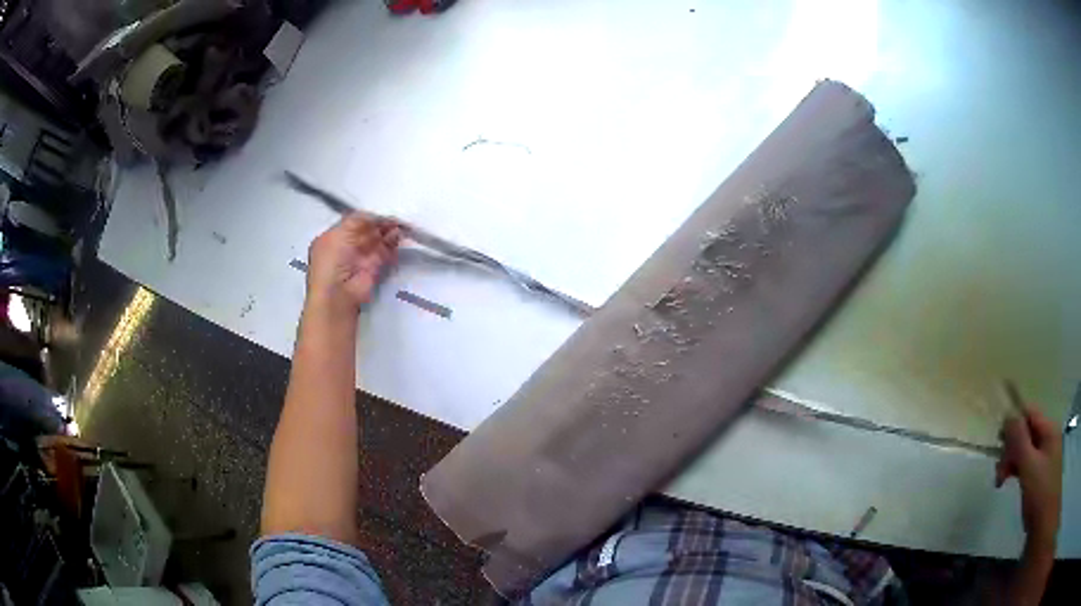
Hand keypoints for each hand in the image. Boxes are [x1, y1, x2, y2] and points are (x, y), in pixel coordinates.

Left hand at [306, 213, 400, 316]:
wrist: (338, 295)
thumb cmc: (331, 261)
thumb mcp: (338, 233)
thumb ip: (358, 219)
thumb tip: (376, 215)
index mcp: (333, 238)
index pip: (352, 222)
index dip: (366, 215)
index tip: (381, 208)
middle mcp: (346, 247)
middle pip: (367, 229)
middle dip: (379, 222)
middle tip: (394, 216)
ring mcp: (361, 258)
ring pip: (377, 239)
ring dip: (388, 231)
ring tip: (399, 224)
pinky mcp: (374, 268)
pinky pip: (385, 252)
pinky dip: (393, 244)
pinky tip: (399, 236)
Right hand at [996, 406, 1062, 546]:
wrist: (1044, 520)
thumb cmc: (1040, 491)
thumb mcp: (1030, 465)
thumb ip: (1019, 440)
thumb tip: (1008, 414)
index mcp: (1048, 429)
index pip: (1029, 413)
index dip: (1013, 423)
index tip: (999, 445)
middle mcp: (1047, 437)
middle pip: (1026, 432)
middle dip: (1010, 449)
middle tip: (999, 473)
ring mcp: (1044, 455)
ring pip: (1024, 449)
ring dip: (1011, 461)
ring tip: (1000, 482)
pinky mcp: (1039, 473)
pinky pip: (1026, 462)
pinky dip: (1016, 470)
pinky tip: (1009, 482)